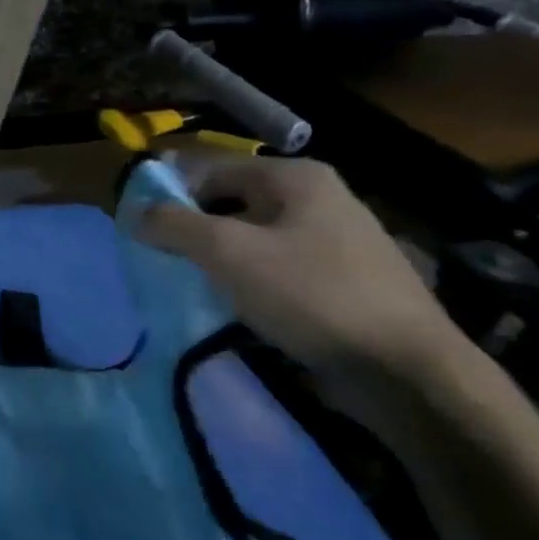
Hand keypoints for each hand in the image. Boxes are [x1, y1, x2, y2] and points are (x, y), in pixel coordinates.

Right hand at [136, 155, 467, 387]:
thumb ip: (173, 225)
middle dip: (191, 227)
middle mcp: (318, 197)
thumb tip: (133, 212)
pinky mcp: (341, 279)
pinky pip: (274, 266)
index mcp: (295, 178)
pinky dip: (245, 278)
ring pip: (251, 236)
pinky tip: (230, 303)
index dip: (168, 193)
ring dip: (216, 256)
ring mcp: (335, 239)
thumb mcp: (228, 253)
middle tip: (158, 256)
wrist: (405, 371)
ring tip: (188, 282)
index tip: (138, 226)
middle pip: (230, 201)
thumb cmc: (311, 295)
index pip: (209, 169)